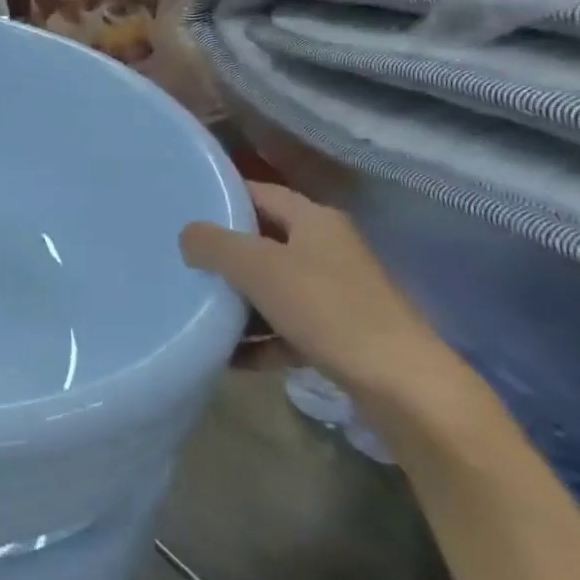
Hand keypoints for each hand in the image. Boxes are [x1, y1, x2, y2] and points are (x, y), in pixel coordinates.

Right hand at [179, 182, 453, 402]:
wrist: (400, 385)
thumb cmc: (326, 309)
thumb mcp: (257, 267)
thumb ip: (214, 244)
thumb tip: (188, 235)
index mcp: (314, 221)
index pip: (259, 193)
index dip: (221, 197)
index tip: (181, 208)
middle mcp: (327, 250)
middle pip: (263, 242)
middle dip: (222, 254)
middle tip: (179, 260)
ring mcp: (335, 294)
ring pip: (272, 288)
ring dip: (236, 301)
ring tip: (195, 310)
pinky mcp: (338, 335)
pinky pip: (284, 329)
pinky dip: (257, 340)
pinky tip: (226, 355)